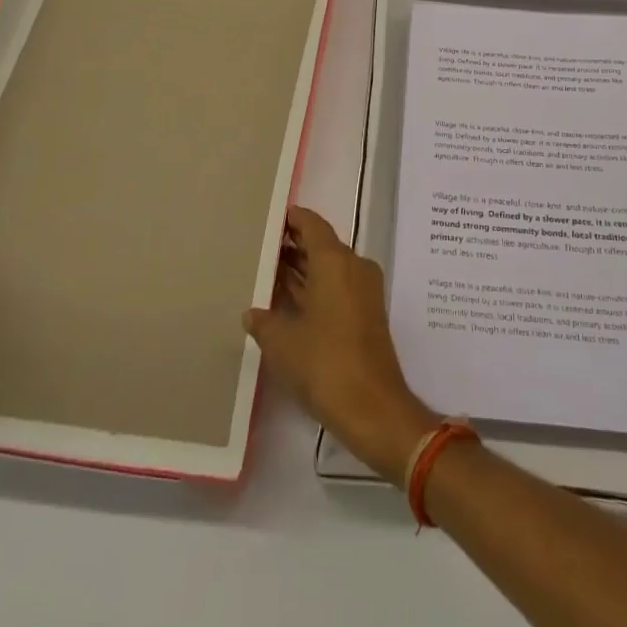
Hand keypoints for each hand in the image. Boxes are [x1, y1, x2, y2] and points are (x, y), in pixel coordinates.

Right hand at [244, 206, 436, 482]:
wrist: (373, 408)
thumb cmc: (325, 364)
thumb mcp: (282, 343)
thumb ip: (264, 321)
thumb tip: (252, 313)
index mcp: (335, 261)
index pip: (312, 224)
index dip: (291, 219)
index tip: (269, 219)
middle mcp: (354, 266)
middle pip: (321, 244)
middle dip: (293, 246)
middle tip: (261, 248)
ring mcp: (364, 290)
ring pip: (329, 267)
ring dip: (303, 269)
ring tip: (268, 274)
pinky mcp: (367, 313)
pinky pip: (337, 287)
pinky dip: (315, 288)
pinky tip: (288, 303)